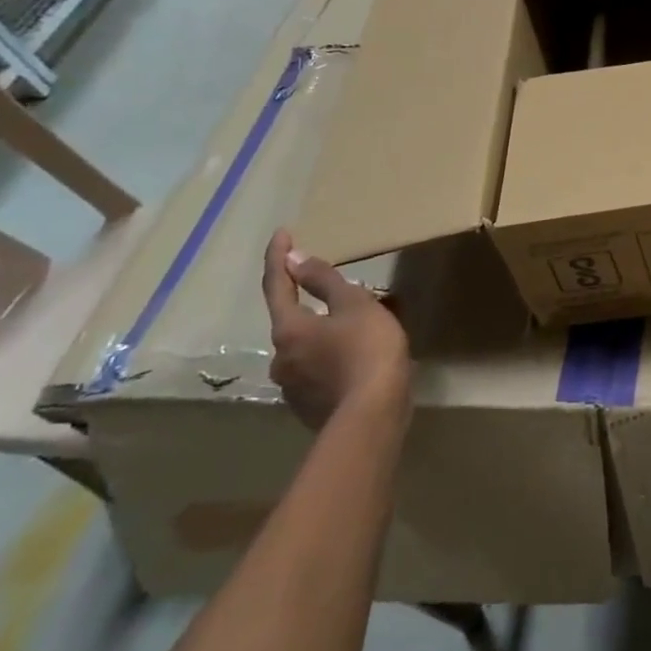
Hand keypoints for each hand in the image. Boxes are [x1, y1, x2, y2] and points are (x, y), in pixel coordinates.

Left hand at [262, 229, 409, 429]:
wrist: (373, 417)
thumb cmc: (367, 350)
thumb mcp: (355, 305)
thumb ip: (325, 281)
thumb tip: (294, 258)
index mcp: (289, 329)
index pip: (277, 285)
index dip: (279, 257)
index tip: (282, 233)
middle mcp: (281, 358)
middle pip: (293, 320)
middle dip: (312, 303)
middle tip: (341, 290)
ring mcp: (294, 387)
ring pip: (309, 347)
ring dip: (328, 332)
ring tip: (361, 326)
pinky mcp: (311, 407)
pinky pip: (321, 370)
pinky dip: (336, 356)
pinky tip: (360, 356)